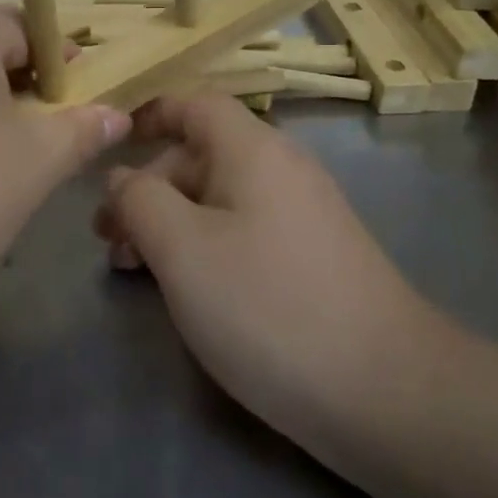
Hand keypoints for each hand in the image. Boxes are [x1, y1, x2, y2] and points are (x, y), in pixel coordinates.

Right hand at [96, 95, 439, 458]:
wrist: (388, 393)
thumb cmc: (268, 306)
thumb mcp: (182, 248)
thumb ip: (139, 200)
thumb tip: (121, 177)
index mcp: (253, 150)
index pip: (195, 104)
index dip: (150, 115)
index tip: (110, 144)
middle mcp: (282, 170)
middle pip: (201, 156)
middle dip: (148, 188)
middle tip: (108, 240)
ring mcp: (303, 216)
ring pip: (219, 199)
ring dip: (171, 222)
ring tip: (132, 269)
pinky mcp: (313, 258)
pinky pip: (244, 231)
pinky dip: (204, 246)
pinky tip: (186, 288)